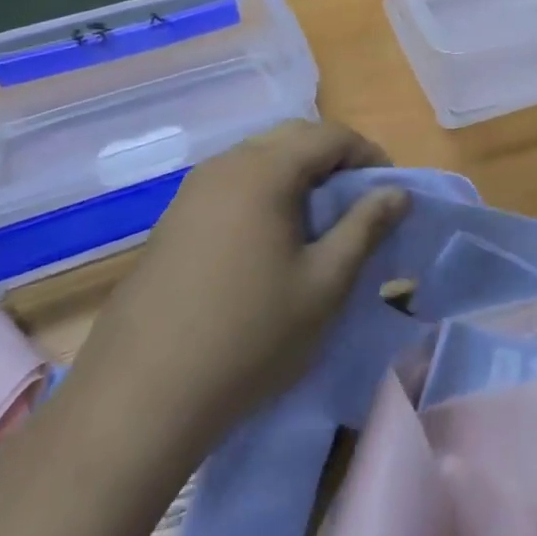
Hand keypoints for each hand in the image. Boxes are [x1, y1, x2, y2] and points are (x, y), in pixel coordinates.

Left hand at [93, 120, 409, 438]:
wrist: (139, 399)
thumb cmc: (249, 337)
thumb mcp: (325, 284)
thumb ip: (365, 228)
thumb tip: (398, 192)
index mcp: (265, 170)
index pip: (330, 135)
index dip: (369, 155)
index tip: (390, 192)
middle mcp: (225, 165)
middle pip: (293, 138)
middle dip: (333, 160)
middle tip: (358, 204)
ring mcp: (192, 192)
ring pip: (259, 159)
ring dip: (297, 176)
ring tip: (317, 223)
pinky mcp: (172, 221)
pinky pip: (231, 184)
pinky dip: (264, 193)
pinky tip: (268, 242)